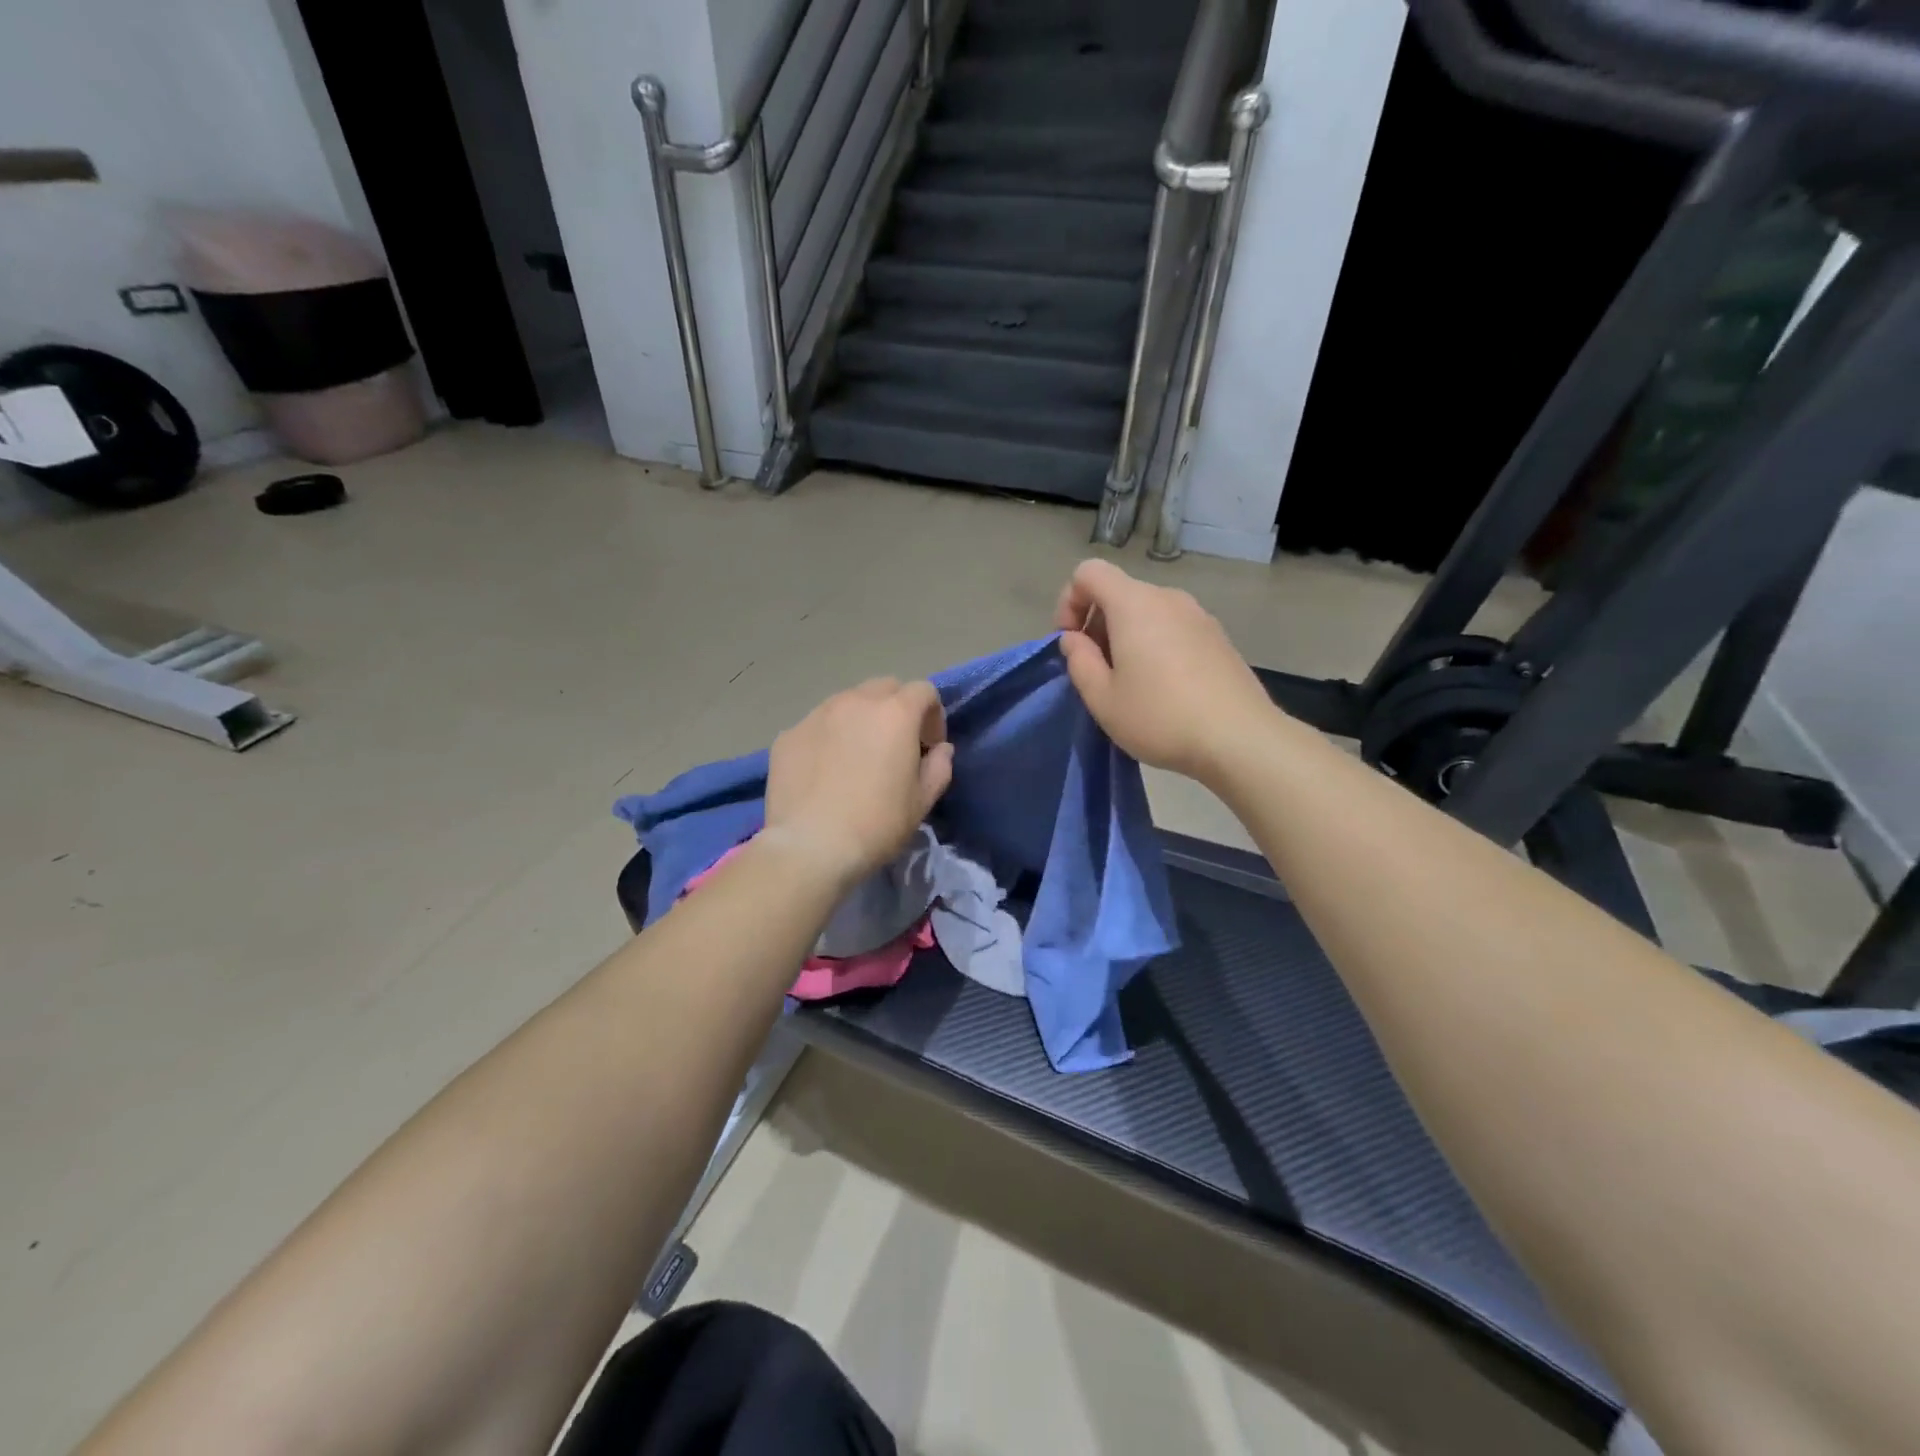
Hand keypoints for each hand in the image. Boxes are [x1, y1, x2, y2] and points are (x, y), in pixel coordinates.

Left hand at [765, 678, 954, 888]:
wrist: (810, 847)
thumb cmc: (877, 824)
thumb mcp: (922, 801)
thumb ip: (939, 767)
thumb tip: (939, 750)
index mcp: (895, 713)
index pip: (924, 691)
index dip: (933, 715)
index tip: (929, 747)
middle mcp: (855, 702)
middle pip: (884, 688)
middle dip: (897, 709)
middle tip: (895, 745)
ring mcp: (816, 715)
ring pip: (847, 702)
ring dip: (860, 720)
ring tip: (857, 756)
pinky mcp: (788, 735)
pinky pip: (817, 725)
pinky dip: (828, 738)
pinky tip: (825, 772)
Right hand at [1055, 559, 1276, 781]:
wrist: (1240, 738)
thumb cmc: (1160, 717)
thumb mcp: (1102, 699)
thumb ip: (1079, 662)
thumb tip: (1074, 640)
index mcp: (1134, 604)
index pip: (1089, 572)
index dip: (1068, 602)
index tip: (1071, 644)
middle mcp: (1168, 598)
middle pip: (1119, 593)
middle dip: (1097, 625)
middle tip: (1097, 673)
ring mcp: (1199, 616)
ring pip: (1147, 612)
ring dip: (1127, 637)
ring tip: (1130, 684)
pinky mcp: (1219, 637)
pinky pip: (1173, 628)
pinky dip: (1155, 645)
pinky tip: (1164, 688)